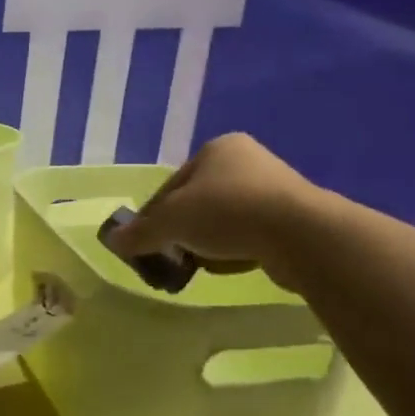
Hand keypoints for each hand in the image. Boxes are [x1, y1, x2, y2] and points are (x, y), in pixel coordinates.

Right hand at [107, 134, 323, 290]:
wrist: (301, 234)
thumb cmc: (227, 212)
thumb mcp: (170, 222)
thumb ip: (140, 232)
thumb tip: (113, 241)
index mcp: (216, 149)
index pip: (171, 185)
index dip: (153, 215)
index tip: (144, 242)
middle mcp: (246, 161)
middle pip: (197, 202)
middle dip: (181, 230)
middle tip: (169, 255)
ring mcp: (274, 189)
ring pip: (223, 220)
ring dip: (207, 242)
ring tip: (198, 265)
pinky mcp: (293, 218)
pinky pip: (250, 234)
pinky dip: (235, 250)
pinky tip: (229, 266)